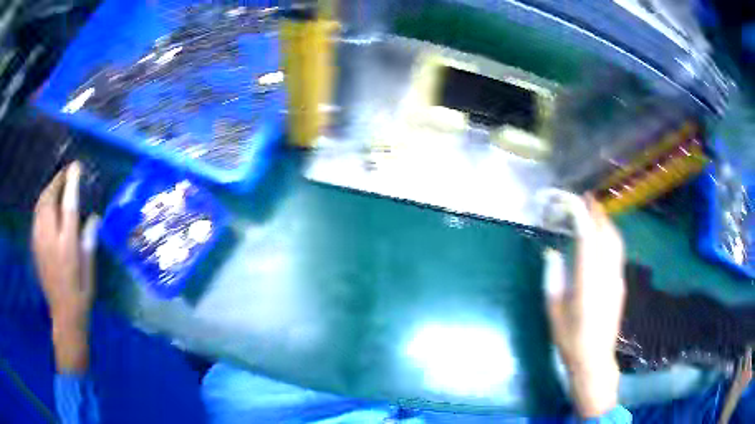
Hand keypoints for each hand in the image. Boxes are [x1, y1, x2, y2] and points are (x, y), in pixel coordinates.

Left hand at [32, 162, 98, 372]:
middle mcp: (50, 241)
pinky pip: (36, 216)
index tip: (76, 167)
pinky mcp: (35, 247)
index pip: (68, 207)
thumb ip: (89, 242)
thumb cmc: (80, 294)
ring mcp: (40, 243)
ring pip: (40, 206)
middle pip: (49, 201)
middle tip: (66, 172)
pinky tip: (47, 203)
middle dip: (57, 182)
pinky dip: (42, 203)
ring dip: (48, 190)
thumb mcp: (89, 271)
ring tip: (56, 184)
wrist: (64, 315)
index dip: (71, 184)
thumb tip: (94, 217)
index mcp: (66, 247)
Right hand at [544, 194, 624, 417]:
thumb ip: (553, 279)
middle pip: (607, 234)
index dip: (582, 214)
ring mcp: (617, 279)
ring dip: (606, 223)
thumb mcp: (554, 312)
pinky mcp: (620, 285)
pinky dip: (611, 237)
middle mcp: (606, 274)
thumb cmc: (570, 339)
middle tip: (587, 199)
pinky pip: (618, 253)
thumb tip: (551, 254)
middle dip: (598, 213)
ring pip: (616, 242)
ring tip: (596, 213)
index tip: (574, 200)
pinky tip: (603, 239)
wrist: (595, 359)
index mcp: (588, 280)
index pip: (588, 237)